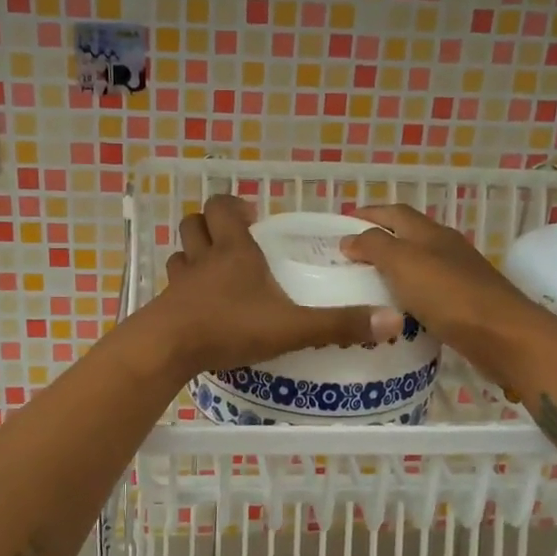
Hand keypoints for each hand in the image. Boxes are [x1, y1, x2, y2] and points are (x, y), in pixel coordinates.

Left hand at [147, 196, 403, 374]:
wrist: (167, 349)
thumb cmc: (230, 327)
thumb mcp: (292, 327)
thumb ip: (338, 325)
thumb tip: (392, 321)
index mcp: (234, 251)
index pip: (223, 208)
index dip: (234, 205)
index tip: (252, 215)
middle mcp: (203, 259)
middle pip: (194, 223)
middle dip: (210, 224)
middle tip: (233, 239)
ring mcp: (179, 283)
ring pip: (180, 253)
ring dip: (194, 254)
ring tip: (214, 269)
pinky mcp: (165, 307)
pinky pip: (172, 287)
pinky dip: (183, 288)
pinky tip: (199, 307)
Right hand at [340, 204, 534, 357]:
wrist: (503, 337)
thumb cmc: (449, 295)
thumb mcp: (404, 263)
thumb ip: (375, 247)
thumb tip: (349, 238)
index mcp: (431, 233)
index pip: (395, 213)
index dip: (369, 214)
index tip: (341, 223)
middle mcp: (446, 248)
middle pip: (408, 237)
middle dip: (378, 241)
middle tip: (347, 258)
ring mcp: (458, 276)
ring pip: (418, 265)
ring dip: (392, 270)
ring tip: (364, 285)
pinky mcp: (464, 304)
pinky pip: (427, 293)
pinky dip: (407, 295)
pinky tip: (395, 311)